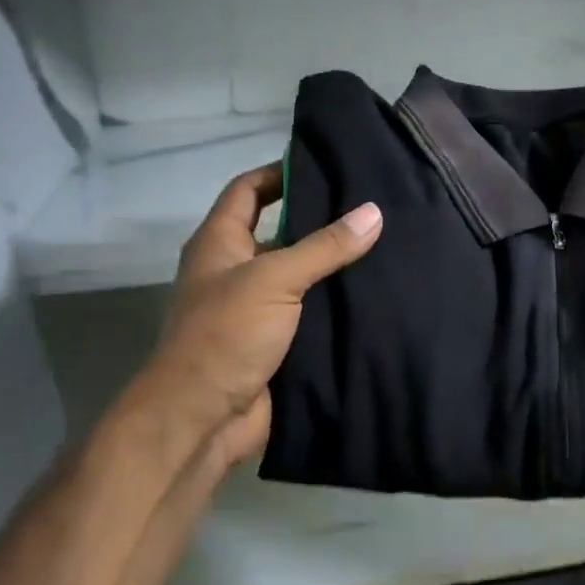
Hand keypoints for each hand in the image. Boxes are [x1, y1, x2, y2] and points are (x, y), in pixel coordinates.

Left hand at [111, 164, 381, 467]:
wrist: (202, 419)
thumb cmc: (225, 334)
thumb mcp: (275, 279)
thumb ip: (324, 247)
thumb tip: (373, 211)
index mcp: (220, 243)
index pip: (248, 190)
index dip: (279, 172)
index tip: (325, 165)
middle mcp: (234, 270)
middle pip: (278, 231)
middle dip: (319, 220)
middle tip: (370, 206)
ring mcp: (254, 308)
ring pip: (298, 275)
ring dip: (331, 265)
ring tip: (383, 245)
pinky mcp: (274, 342)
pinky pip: (308, 313)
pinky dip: (334, 304)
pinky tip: (372, 295)